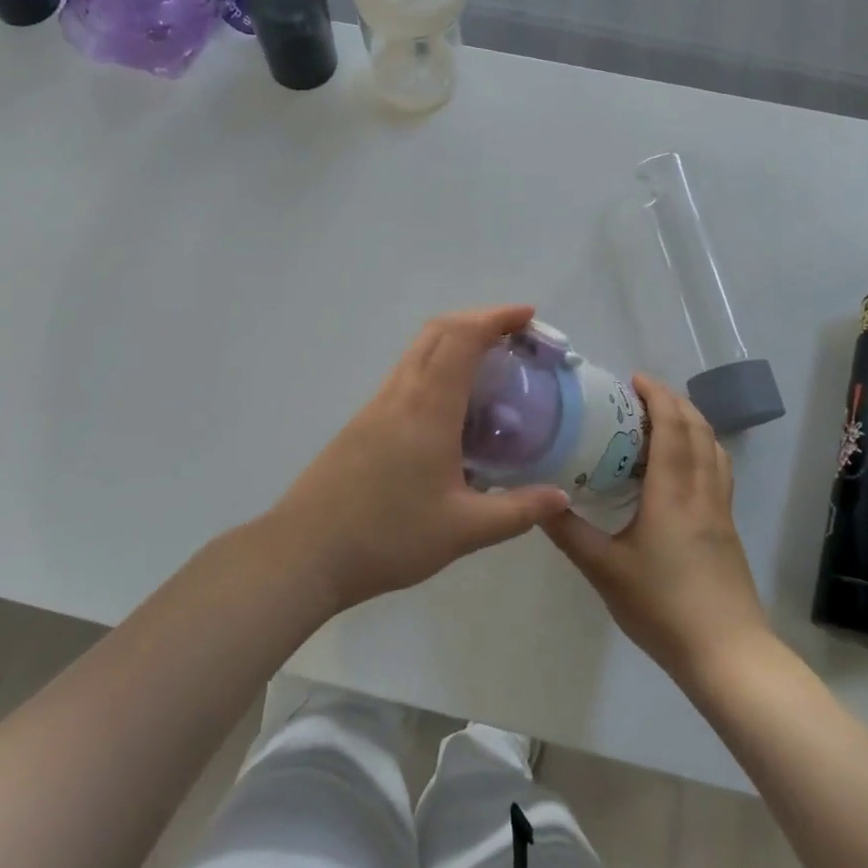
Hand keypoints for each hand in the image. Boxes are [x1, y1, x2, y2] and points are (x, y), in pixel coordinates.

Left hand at [268, 305, 569, 612]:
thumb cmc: (388, 536)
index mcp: (428, 406)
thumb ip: (516, 512)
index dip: (496, 318)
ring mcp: (377, 404)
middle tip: (514, 337)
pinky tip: (451, 406)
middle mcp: (401, 392)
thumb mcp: (463, 530)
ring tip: (489, 366)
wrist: (306, 551)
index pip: (463, 338)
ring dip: (454, 340)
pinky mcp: (363, 421)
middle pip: (438, 331)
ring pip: (418, 350)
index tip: (528, 316)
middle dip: (478, 320)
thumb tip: (561, 497)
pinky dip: (435, 365)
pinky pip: (406, 373)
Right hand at [546, 376, 771, 684]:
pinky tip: (681, 466)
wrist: (728, 655)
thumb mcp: (604, 571)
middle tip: (640, 394)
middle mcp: (702, 492)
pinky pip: (718, 470)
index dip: (657, 396)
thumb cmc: (662, 608)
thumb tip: (537, 500)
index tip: (633, 379)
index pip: (672, 427)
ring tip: (662, 420)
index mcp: (673, 494)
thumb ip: (569, 532)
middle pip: (698, 430)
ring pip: (714, 448)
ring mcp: (720, 510)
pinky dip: (702, 448)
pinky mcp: (727, 528)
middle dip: (673, 401)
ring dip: (692, 422)